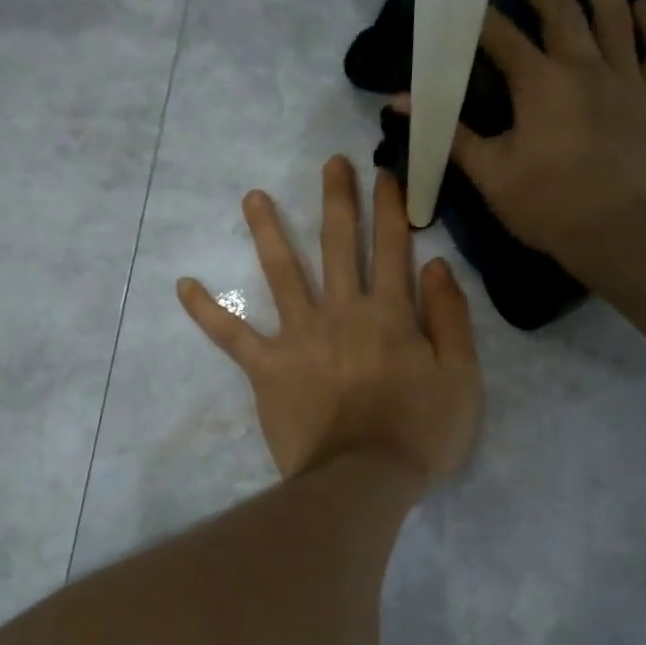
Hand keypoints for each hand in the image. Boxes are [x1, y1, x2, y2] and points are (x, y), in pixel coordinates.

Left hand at [178, 156, 481, 482]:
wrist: (363, 480)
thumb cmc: (420, 433)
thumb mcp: (461, 377)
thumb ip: (451, 318)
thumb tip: (435, 265)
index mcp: (390, 313)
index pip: (393, 248)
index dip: (391, 209)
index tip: (385, 174)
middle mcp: (342, 312)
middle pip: (338, 245)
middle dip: (337, 200)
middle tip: (330, 164)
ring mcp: (300, 337)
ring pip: (282, 273)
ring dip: (268, 232)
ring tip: (253, 197)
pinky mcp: (268, 367)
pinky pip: (231, 336)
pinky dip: (207, 311)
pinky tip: (184, 285)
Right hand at [392, 0, 645, 277]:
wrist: (621, 234)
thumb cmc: (547, 206)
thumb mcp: (489, 173)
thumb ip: (450, 133)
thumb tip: (400, 103)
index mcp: (540, 83)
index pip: (503, 38)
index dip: (480, 18)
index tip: (465, 1)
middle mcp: (586, 66)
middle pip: (561, 12)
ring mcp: (630, 79)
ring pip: (616, 17)